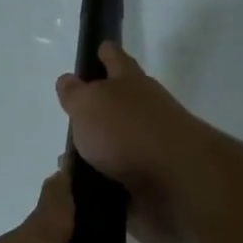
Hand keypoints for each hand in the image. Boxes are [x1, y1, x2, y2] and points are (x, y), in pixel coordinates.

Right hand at [56, 43, 212, 242]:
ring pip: (113, 150)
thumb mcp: (90, 104)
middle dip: (95, 112)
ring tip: (66, 165)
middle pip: (117, 107)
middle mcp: (143, 114)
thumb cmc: (129, 132)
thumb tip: (69, 81)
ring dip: (93, 156)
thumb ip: (76, 93)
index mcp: (131, 85)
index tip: (99, 47)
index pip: (116, 60)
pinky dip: (99, 189)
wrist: (176, 185)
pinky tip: (78, 195)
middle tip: (70, 119)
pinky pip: (115, 186)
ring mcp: (148, 152)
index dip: (106, 53)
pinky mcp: (147, 188)